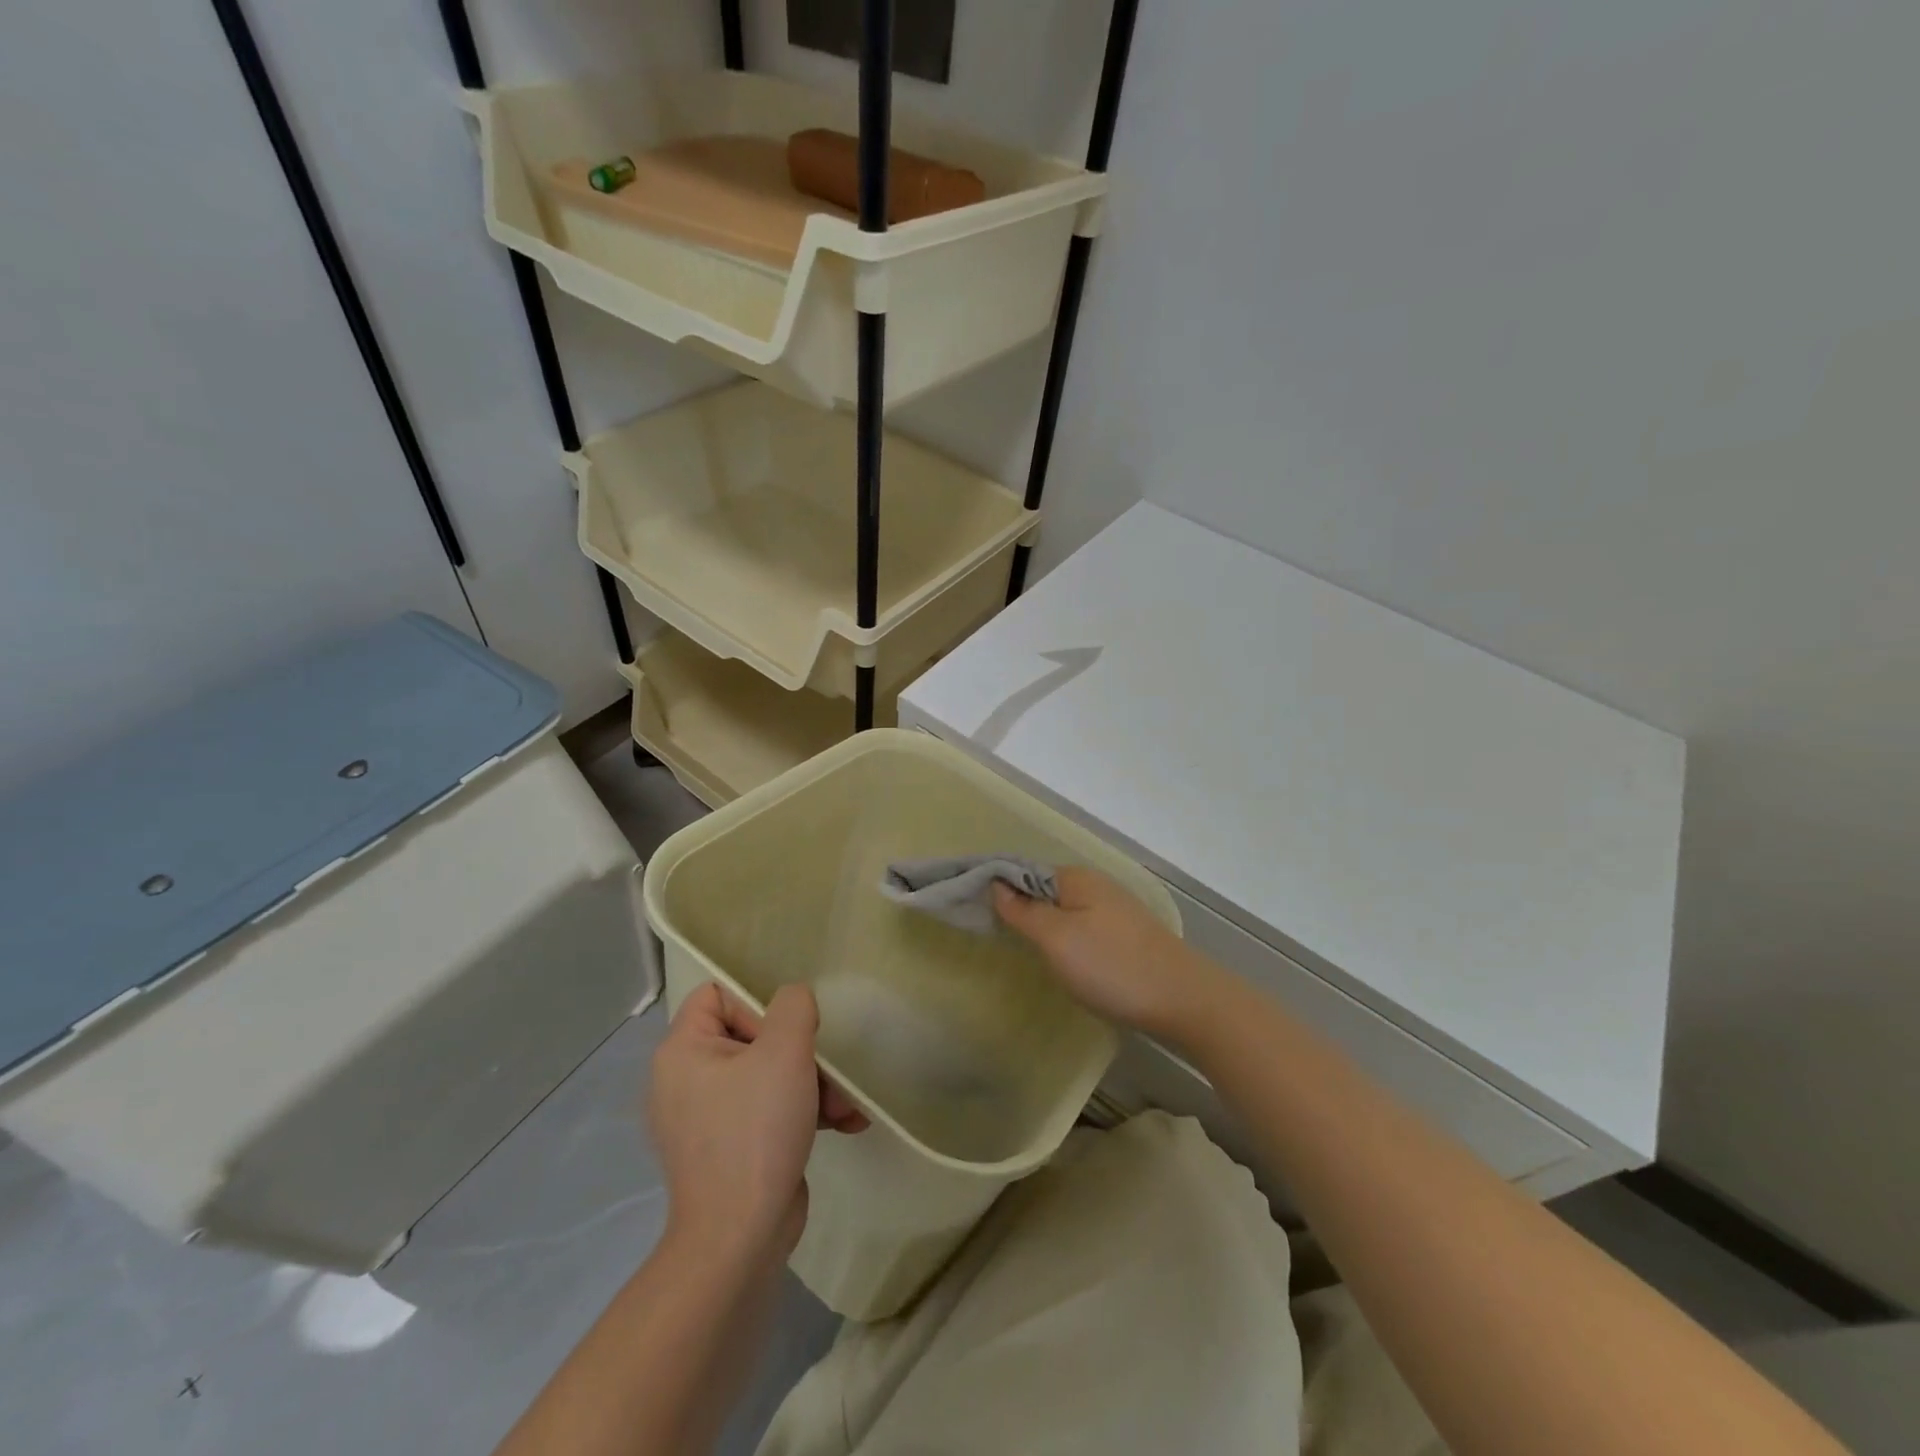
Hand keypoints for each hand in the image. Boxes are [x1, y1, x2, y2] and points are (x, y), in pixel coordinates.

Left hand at [647, 983, 866, 1262]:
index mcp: (683, 1052)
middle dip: (800, 1052)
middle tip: (826, 1072)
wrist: (740, 1238)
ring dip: (813, 1084)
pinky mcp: (730, 1148)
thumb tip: (794, 1002)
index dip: (756, 1003)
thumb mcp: (784, 1051)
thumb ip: (793, 1007)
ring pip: (767, 1074)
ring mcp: (707, 1118)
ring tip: (846, 1106)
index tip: (784, 1034)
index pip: (716, 994)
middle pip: (751, 1035)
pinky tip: (843, 1123)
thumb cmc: (756, 1130)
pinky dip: (803, 1112)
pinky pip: (768, 1109)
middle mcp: (686, 1080)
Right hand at [993, 867, 1215, 1037]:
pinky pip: (1082, 927)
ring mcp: (1115, 911)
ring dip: (1041, 924)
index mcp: (1076, 878)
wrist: (1185, 1001)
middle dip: (1018, 906)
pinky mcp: (1128, 937)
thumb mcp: (1056, 939)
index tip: (969, 907)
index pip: (1022, 871)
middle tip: (992, 934)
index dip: (996, 886)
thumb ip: (1023, 911)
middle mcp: (1096, 886)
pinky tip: (1062, 960)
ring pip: (1063, 910)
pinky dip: (1063, 938)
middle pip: (1043, 889)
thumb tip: (997, 884)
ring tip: (1022, 949)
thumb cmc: (1112, 967)